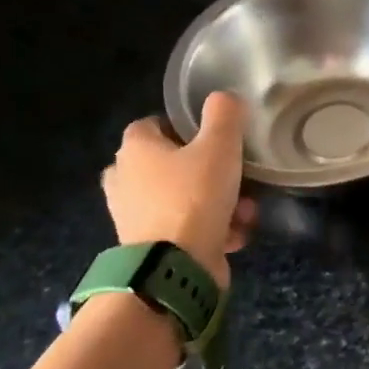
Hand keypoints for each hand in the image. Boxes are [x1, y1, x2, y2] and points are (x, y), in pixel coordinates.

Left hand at [101, 94, 257, 285]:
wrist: (175, 269)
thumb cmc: (193, 198)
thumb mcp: (219, 145)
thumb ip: (224, 114)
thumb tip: (224, 98)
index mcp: (134, 149)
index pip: (152, 123)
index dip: (184, 126)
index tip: (215, 137)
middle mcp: (125, 180)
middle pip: (170, 164)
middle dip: (208, 171)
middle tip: (234, 177)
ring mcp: (134, 217)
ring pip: (183, 198)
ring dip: (217, 203)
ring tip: (244, 212)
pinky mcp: (150, 247)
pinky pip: (185, 228)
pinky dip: (210, 230)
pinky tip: (234, 236)